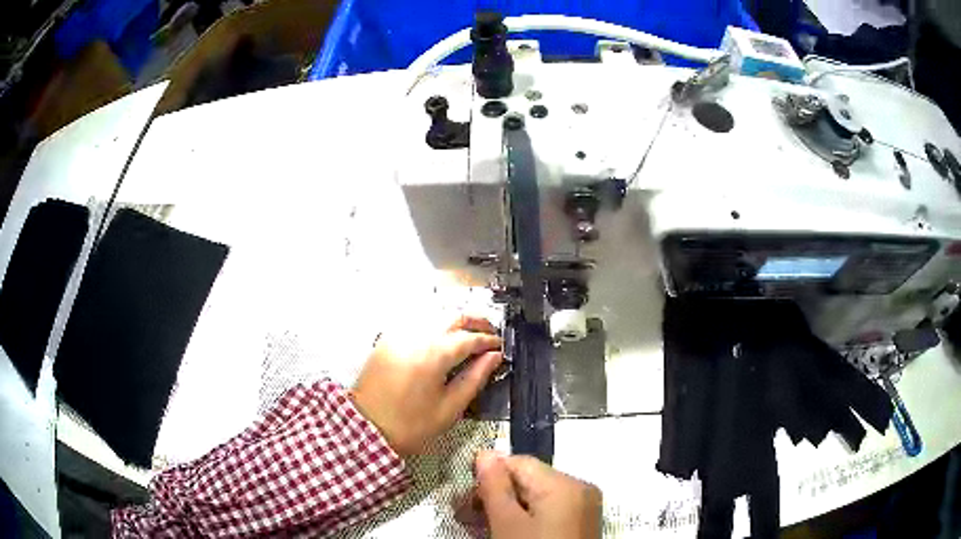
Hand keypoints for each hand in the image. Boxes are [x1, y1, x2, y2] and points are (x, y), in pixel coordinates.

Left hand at [352, 316, 502, 455]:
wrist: (368, 428)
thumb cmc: (411, 424)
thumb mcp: (450, 407)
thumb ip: (475, 378)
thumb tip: (493, 357)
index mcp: (433, 355)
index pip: (469, 338)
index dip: (488, 340)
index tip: (500, 346)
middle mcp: (416, 336)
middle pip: (452, 316)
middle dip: (475, 322)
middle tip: (490, 334)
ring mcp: (399, 335)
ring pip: (435, 315)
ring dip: (456, 321)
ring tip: (470, 336)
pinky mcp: (388, 339)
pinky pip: (417, 322)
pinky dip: (435, 325)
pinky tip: (443, 339)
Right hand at [475, 451, 602, 538]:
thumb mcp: (507, 524)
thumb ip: (495, 487)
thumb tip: (485, 453)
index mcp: (566, 484)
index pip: (519, 462)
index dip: (488, 476)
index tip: (465, 499)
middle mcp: (580, 489)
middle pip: (529, 480)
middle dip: (495, 495)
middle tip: (467, 515)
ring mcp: (584, 507)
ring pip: (536, 497)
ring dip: (507, 508)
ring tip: (482, 526)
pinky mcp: (581, 523)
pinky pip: (549, 511)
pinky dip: (526, 518)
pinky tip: (507, 532)